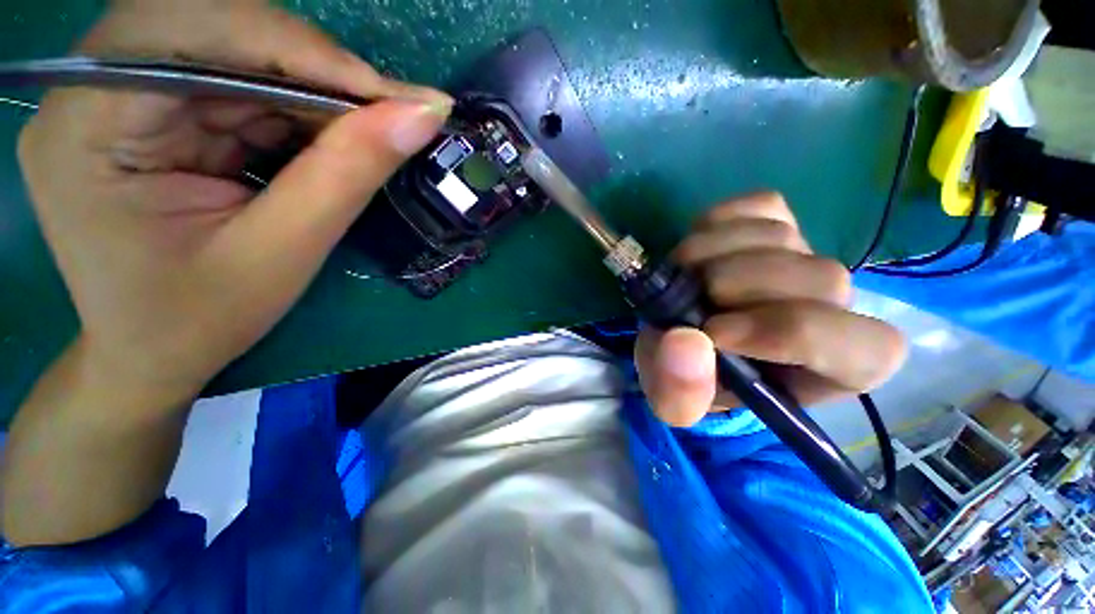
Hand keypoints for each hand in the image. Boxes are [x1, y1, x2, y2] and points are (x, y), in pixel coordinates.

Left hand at [17, 1, 451, 406]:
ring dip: (314, 88)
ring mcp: (121, 98)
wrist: (155, 352)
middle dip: (312, 66)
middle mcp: (92, 90)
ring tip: (372, 128)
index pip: (191, 31)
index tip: (393, 95)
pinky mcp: (156, 113)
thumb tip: (420, 116)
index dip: (300, 50)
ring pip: (235, 51)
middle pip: (213, 27)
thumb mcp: (283, 252)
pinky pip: (239, 84)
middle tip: (391, 109)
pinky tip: (333, 138)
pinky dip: (299, 106)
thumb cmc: (202, 318)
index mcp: (87, 124)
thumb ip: (347, 174)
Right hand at [636, 193, 906, 426]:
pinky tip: (697, 249)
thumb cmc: (691, 378)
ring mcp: (805, 256)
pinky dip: (718, 223)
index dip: (787, 332)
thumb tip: (685, 341)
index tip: (713, 332)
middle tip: (683, 298)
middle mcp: (834, 306)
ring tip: (681, 276)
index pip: (863, 346)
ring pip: (782, 236)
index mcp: (834, 368)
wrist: (681, 341)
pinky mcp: (776, 223)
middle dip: (736, 285)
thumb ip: (680, 392)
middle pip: (821, 277)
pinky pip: (761, 206)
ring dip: (713, 252)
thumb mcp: (675, 401)